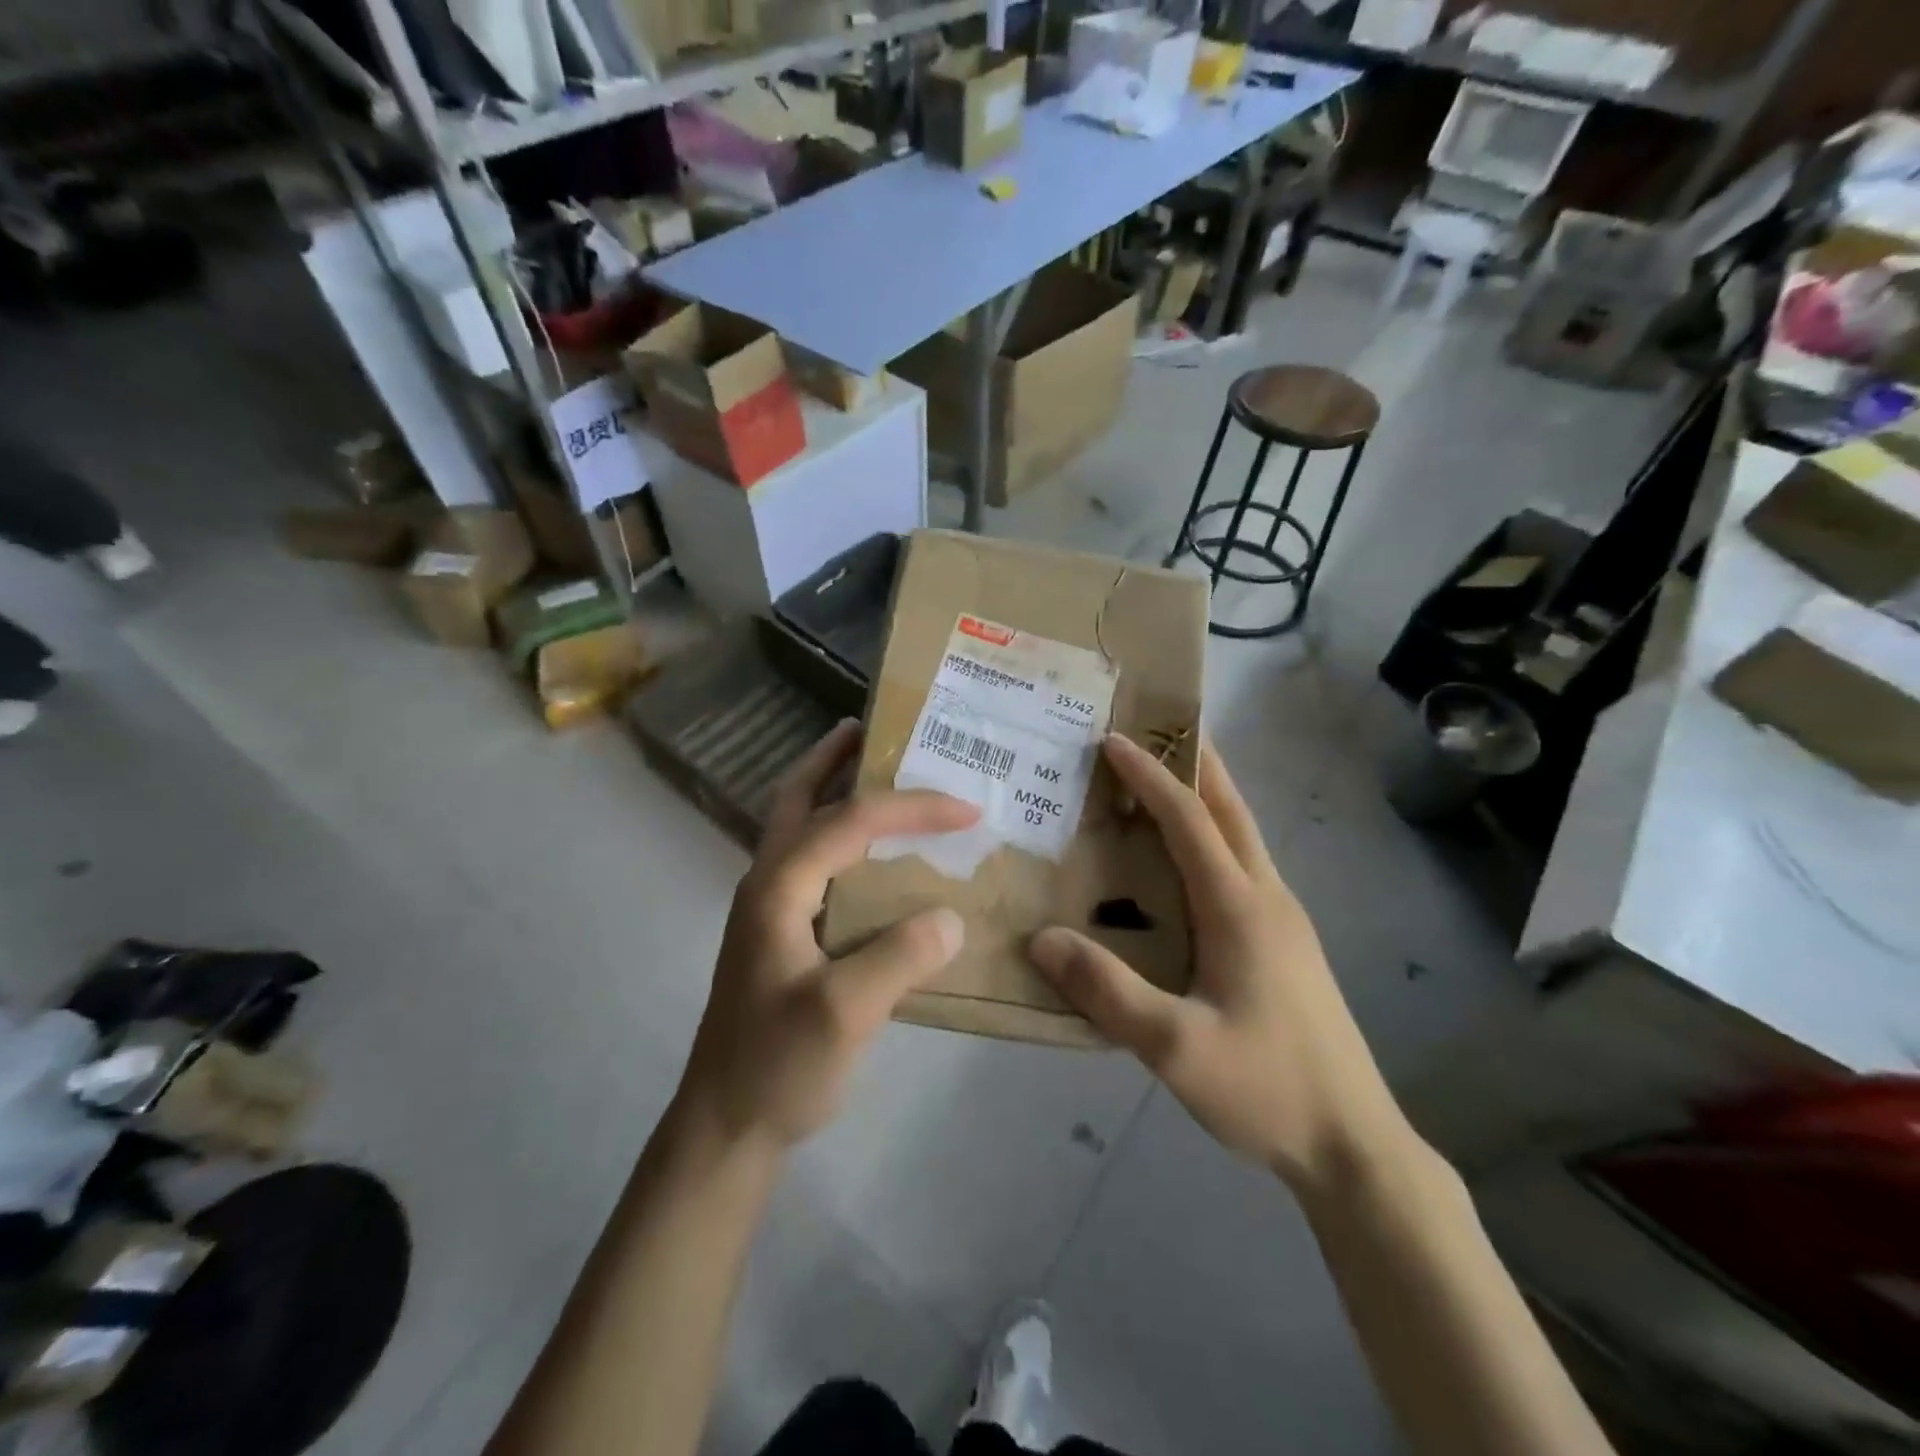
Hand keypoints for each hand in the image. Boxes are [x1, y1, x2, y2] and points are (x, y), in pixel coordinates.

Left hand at [676, 721, 978, 1154]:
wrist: (726, 1125)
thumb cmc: (778, 1067)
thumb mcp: (844, 1014)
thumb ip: (899, 957)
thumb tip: (950, 915)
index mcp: (778, 888)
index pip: (850, 822)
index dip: (910, 808)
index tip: (967, 809)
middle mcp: (768, 884)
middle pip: (797, 799)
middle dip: (832, 759)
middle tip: (871, 730)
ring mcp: (770, 909)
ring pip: (800, 827)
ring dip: (833, 791)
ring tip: (876, 772)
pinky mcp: (781, 934)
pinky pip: (815, 864)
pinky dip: (842, 837)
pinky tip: (876, 855)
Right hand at [1027, 736, 1412, 1197]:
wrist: (1353, 1145)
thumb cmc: (1266, 1088)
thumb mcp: (1175, 1048)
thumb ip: (1108, 991)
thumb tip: (1042, 938)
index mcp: (1241, 908)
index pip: (1190, 819)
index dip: (1150, 776)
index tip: (1111, 741)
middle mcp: (1267, 898)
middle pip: (1230, 809)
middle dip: (1194, 761)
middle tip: (1153, 731)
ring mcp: (1283, 920)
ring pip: (1242, 836)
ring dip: (1206, 797)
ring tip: (1162, 782)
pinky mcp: (1285, 944)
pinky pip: (1243, 866)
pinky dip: (1212, 837)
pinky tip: (1185, 863)